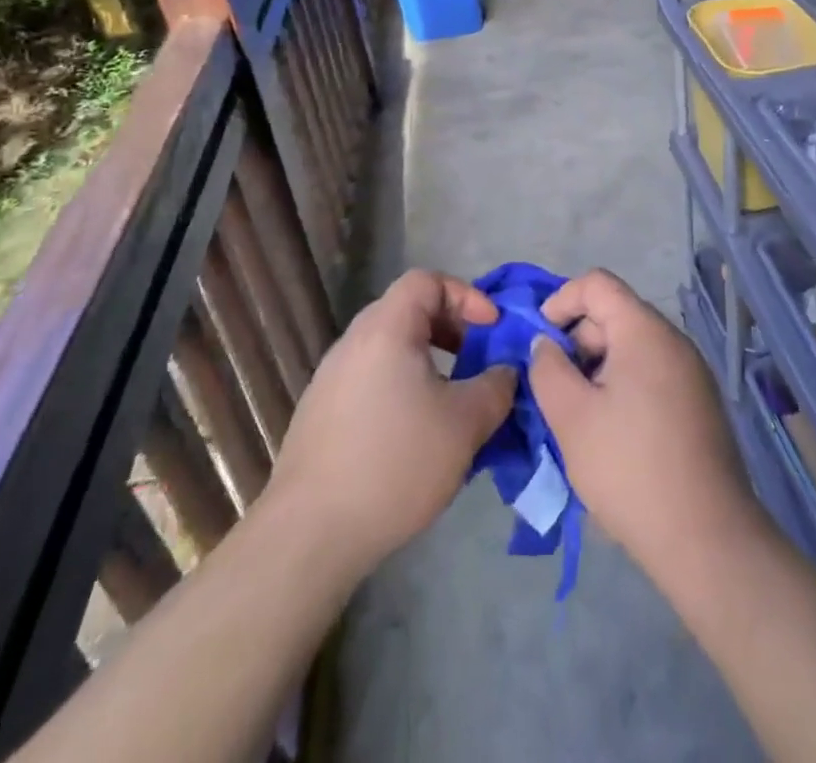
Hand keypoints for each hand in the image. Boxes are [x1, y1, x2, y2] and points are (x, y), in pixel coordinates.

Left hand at [268, 269, 515, 575]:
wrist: (309, 534)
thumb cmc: (395, 463)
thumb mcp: (465, 423)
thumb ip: (496, 386)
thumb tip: (505, 371)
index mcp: (386, 329)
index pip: (427, 280)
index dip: (466, 295)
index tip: (491, 330)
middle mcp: (353, 343)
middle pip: (408, 311)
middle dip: (451, 329)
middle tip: (478, 361)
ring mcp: (330, 379)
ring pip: (390, 349)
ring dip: (428, 362)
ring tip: (452, 401)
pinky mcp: (320, 414)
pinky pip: (371, 380)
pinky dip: (402, 388)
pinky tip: (416, 435)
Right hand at [530, 270, 759, 570]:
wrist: (705, 538)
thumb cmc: (630, 468)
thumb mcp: (571, 417)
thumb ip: (548, 369)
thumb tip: (546, 344)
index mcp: (645, 331)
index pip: (597, 284)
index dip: (560, 300)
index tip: (538, 340)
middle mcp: (673, 341)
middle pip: (615, 315)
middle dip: (576, 341)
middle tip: (553, 388)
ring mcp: (691, 373)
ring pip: (631, 349)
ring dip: (596, 368)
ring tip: (576, 415)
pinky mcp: (698, 404)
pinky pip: (651, 374)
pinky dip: (621, 387)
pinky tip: (609, 432)